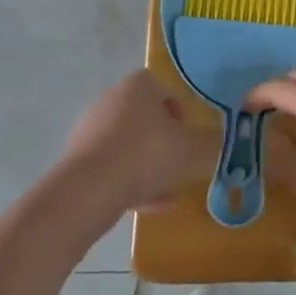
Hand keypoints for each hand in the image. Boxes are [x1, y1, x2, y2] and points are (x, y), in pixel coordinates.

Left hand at [61, 71, 213, 212]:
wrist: (89, 191)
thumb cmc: (146, 155)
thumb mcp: (193, 149)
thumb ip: (211, 143)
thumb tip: (217, 141)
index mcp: (138, 87)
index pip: (162, 88)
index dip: (179, 111)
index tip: (187, 136)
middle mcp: (111, 101)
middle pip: (145, 120)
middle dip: (164, 144)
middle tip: (179, 166)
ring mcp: (90, 130)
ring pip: (129, 146)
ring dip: (148, 167)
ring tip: (165, 195)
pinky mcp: (77, 160)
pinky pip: (112, 167)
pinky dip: (129, 182)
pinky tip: (145, 207)